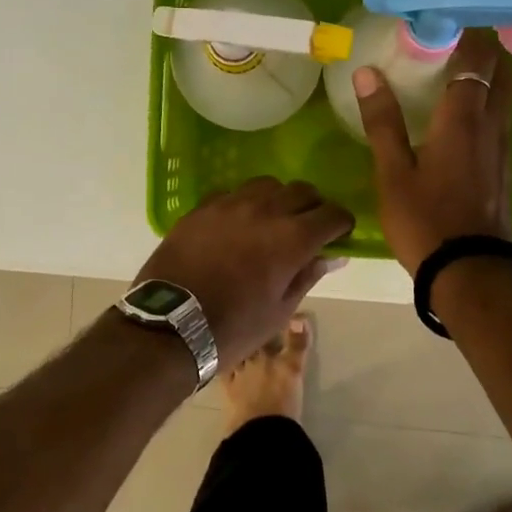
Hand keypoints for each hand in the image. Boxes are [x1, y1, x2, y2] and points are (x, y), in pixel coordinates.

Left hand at [135, 178, 353, 368]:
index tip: (339, 235)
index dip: (341, 224)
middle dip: (313, 207)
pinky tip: (238, 223)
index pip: (332, 214)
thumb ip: (307, 275)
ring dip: (279, 198)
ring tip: (273, 220)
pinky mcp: (201, 208)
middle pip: (302, 191)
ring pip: (267, 185)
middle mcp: (265, 211)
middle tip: (309, 228)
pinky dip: (244, 203)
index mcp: (292, 239)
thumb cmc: (234, 327)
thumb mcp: (280, 310)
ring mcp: (229, 205)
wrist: (170, 326)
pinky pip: (232, 193)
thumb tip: (333, 257)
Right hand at [353, 28, 511, 273]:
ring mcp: (504, 150)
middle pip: (505, 72)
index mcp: (462, 120)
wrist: (469, 271)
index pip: (476, 60)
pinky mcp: (507, 171)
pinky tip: (475, 116)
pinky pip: (504, 122)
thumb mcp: (393, 173)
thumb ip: (382, 122)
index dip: (468, 34)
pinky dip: (494, 103)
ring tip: (474, 63)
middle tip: (470, 32)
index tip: (452, 17)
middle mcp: (492, 127)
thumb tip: (367, 73)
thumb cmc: (424, 220)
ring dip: (497, 73)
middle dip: (492, 47)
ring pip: (509, 97)